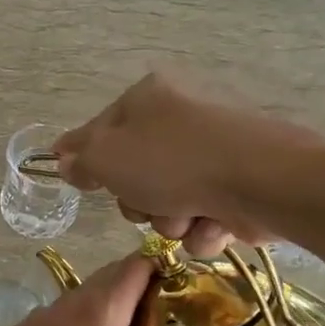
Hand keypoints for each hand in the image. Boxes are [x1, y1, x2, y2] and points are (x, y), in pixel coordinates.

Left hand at [0, 255, 256, 325]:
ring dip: (117, 315)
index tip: (199, 284)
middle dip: (149, 293)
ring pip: (88, 305)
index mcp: (98, 308)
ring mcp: (41, 323)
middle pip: (115, 281)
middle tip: (182, 322)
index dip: (170, 266)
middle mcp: (69, 305)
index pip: (139, 263)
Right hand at [53, 73, 311, 255]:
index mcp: (148, 98)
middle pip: (136, 173)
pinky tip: (214, 223)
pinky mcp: (240, 185)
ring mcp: (213, 152)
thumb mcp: (108, 157)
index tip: (80, 181)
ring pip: (170, 202)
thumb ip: (80, 158)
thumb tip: (63, 159)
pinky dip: (205, 227)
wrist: (260, 181)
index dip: (88, 159)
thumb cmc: (172, 162)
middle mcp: (181, 118)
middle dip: (139, 202)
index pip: (101, 129)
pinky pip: (204, 215)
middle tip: (146, 203)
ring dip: (171, 220)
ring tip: (188, 216)